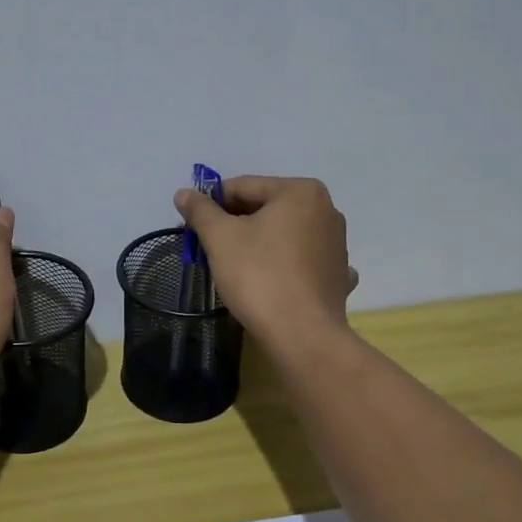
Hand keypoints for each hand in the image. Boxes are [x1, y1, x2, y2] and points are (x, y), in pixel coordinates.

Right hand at [173, 175, 358, 351]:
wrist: (302, 335)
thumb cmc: (259, 276)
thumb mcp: (220, 238)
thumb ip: (201, 211)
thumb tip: (184, 193)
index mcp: (300, 192)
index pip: (244, 187)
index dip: (212, 203)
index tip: (192, 224)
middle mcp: (326, 210)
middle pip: (266, 208)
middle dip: (235, 224)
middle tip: (208, 247)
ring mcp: (336, 244)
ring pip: (284, 234)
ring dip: (258, 243)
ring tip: (234, 266)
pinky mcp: (337, 275)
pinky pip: (301, 261)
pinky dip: (283, 265)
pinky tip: (271, 280)